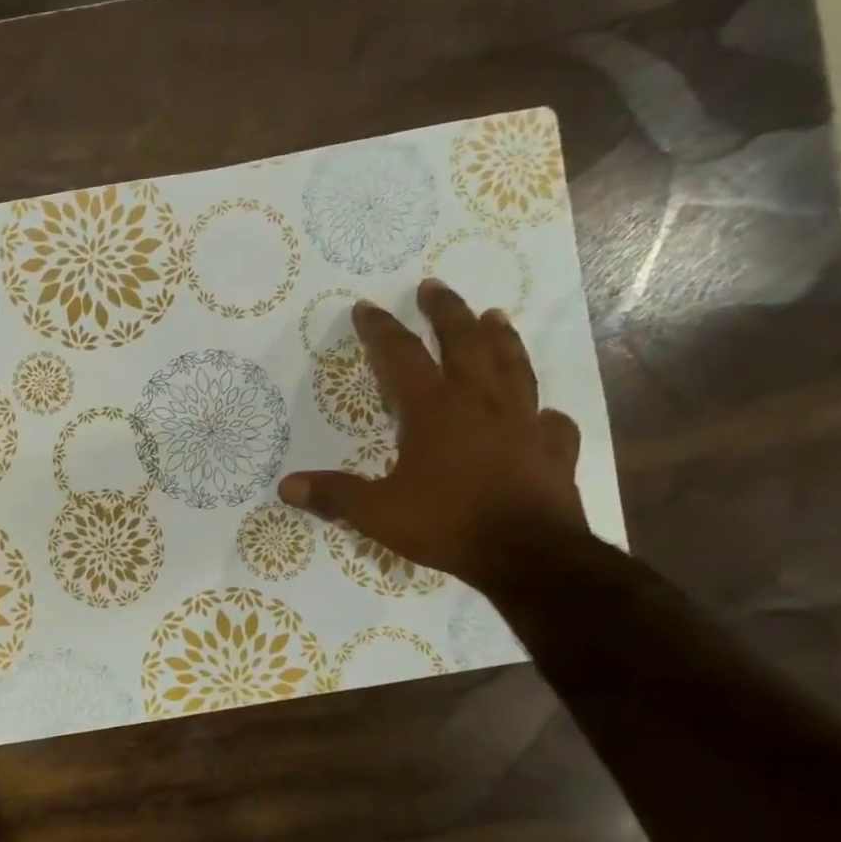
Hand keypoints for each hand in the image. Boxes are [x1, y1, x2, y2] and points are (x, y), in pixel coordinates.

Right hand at [278, 279, 587, 589]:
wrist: (527, 555)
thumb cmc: (447, 524)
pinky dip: (543, 412)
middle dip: (446, 312)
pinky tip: (542, 412)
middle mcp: (481, 404)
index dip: (381, 329)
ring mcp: (524, 424)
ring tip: (495, 316)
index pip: (401, 357)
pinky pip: (551, 422)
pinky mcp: (553, 451)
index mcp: (435, 410)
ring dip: (501, 338)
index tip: (366, 307)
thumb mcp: (377, 512)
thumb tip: (286, 486)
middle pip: (466, 343)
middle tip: (433, 286)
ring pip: (514, 367)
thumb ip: (334, 495)